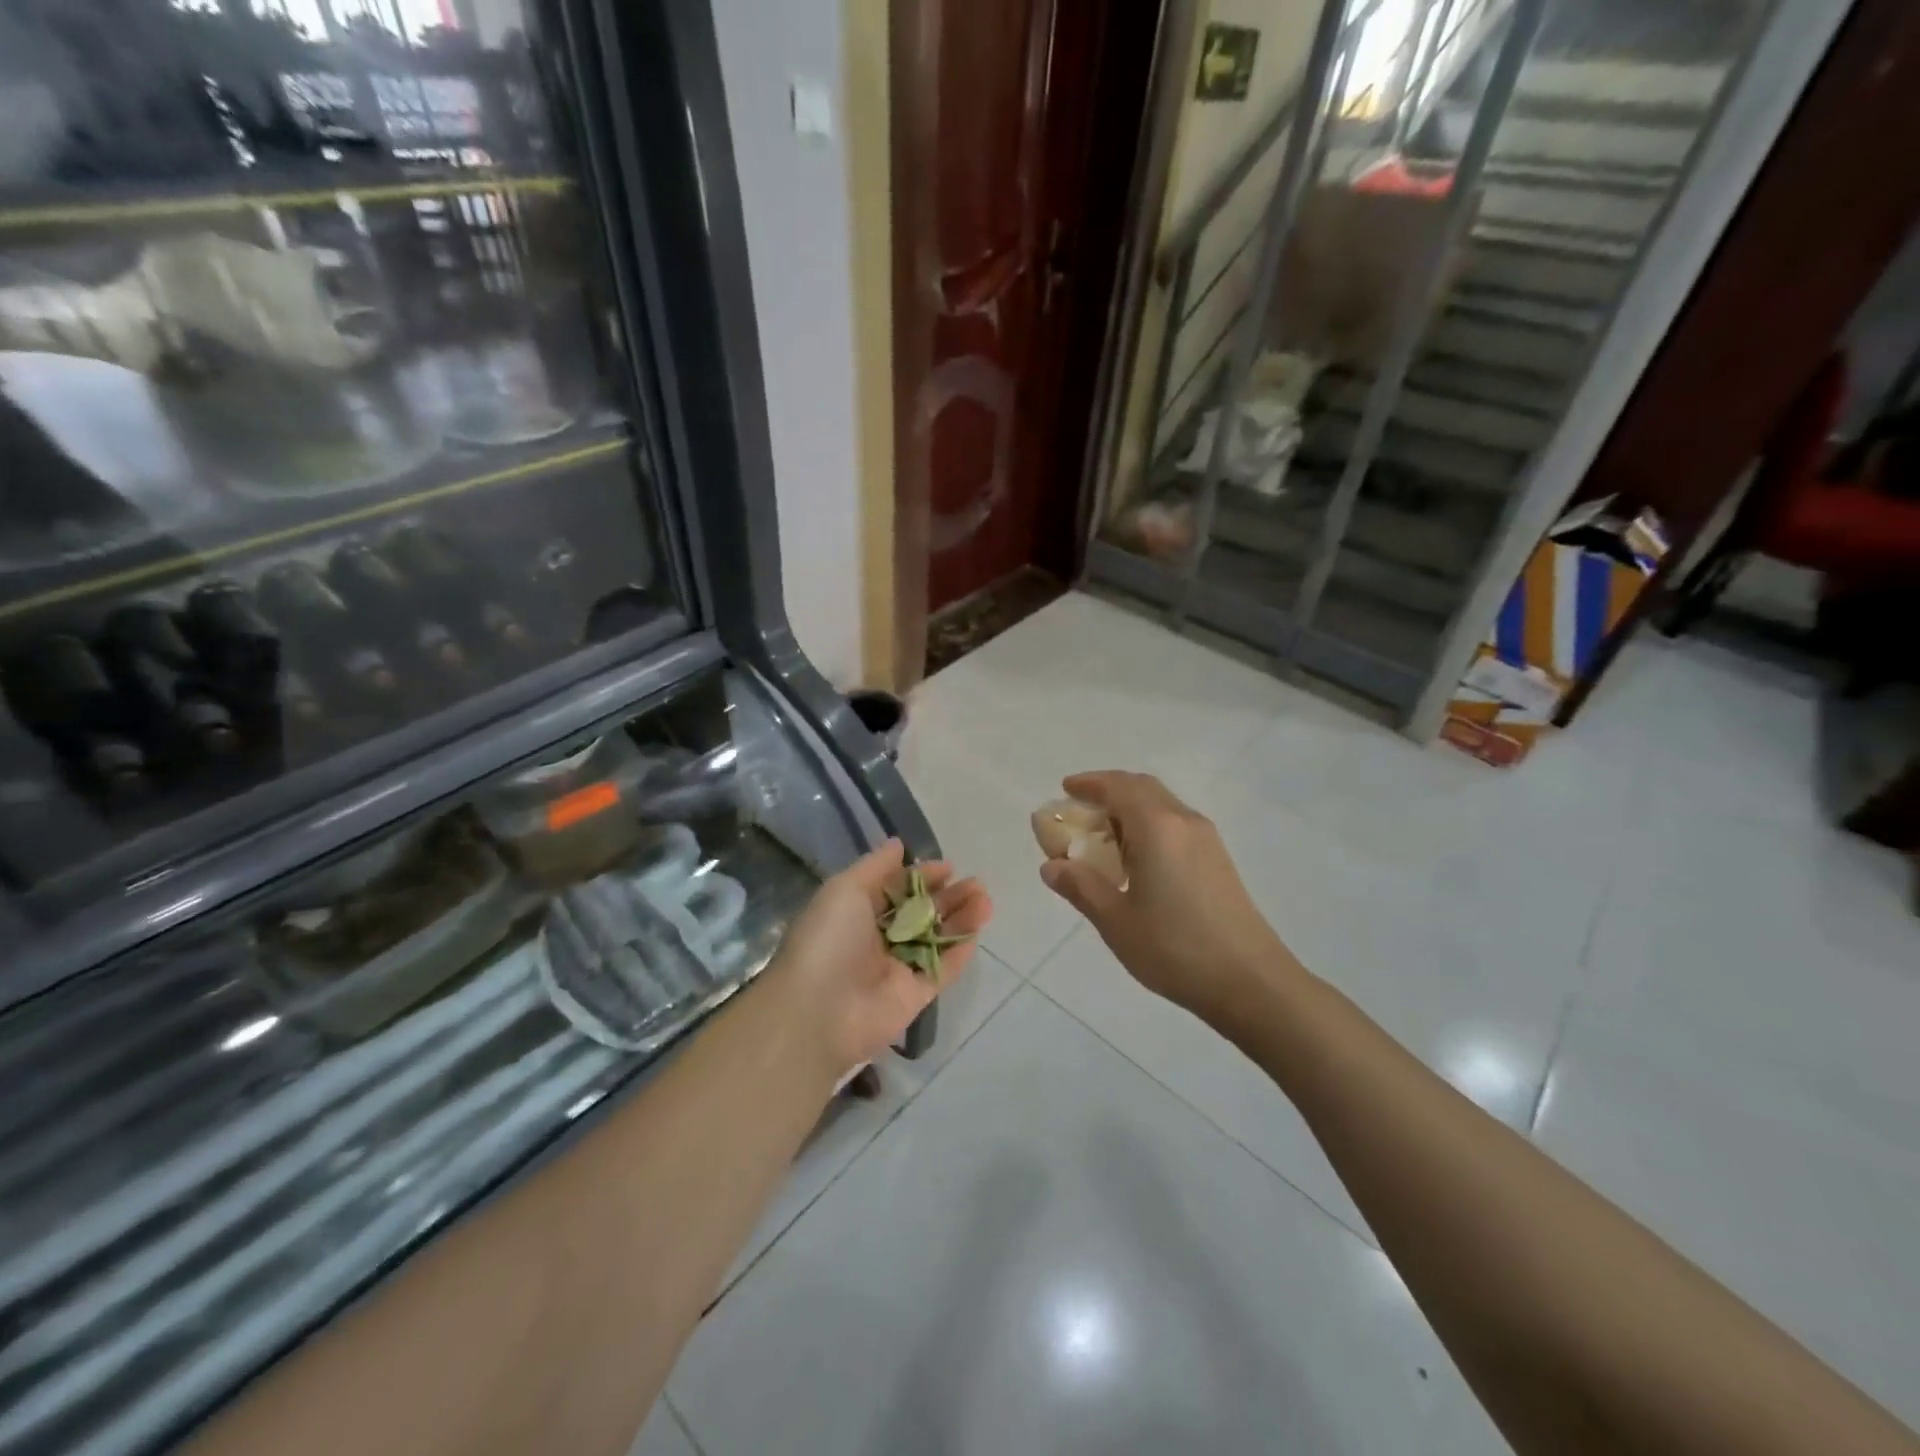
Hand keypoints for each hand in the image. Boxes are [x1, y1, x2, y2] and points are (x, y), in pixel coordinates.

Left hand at [770, 839, 990, 1073]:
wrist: (819, 1011)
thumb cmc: (829, 940)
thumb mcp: (845, 889)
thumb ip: (876, 866)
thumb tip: (899, 844)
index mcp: (856, 912)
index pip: (896, 889)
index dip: (922, 876)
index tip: (948, 867)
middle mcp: (877, 938)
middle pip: (921, 913)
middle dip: (948, 896)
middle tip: (976, 884)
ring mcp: (897, 968)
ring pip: (936, 939)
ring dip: (961, 919)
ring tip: (985, 901)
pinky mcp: (914, 996)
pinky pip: (942, 970)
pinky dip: (958, 953)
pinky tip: (976, 933)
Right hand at [1039, 771, 1298, 1026]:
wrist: (1251, 982)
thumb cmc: (1175, 948)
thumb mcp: (1115, 921)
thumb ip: (1081, 887)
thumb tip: (1051, 866)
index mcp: (1157, 827)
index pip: (1119, 786)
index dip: (1089, 783)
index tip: (1065, 789)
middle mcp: (1184, 822)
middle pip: (1142, 788)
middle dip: (1109, 792)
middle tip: (1080, 811)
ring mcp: (1206, 840)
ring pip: (1162, 806)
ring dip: (1130, 810)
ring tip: (1102, 838)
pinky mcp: (1218, 860)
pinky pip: (1175, 826)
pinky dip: (1148, 827)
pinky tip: (1136, 861)